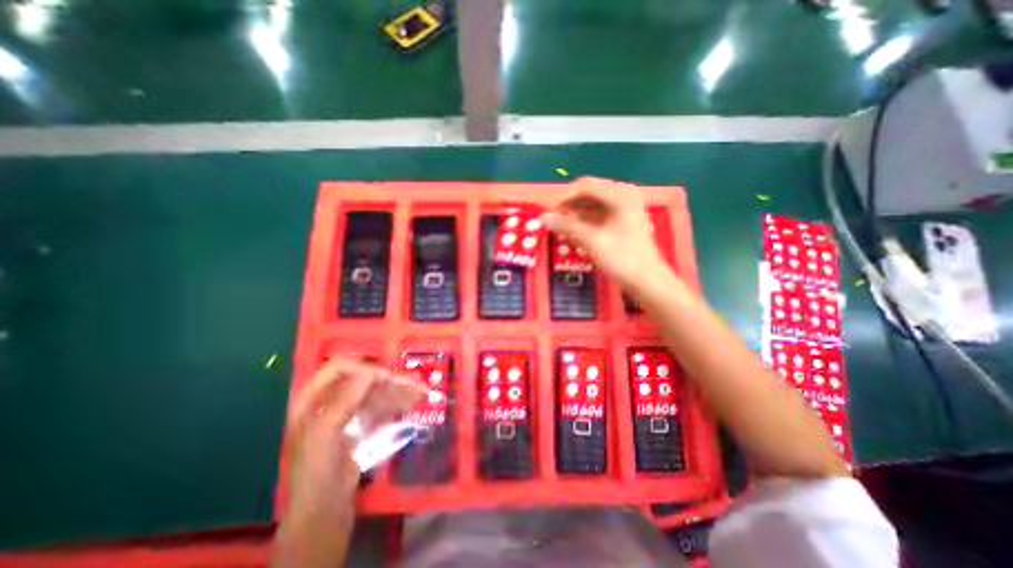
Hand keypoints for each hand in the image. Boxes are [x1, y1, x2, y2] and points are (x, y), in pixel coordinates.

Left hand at [281, 357, 417, 508]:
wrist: (322, 512)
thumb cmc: (317, 470)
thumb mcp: (327, 432)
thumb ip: (346, 399)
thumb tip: (372, 371)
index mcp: (312, 399)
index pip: (337, 368)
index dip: (361, 367)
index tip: (385, 377)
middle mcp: (328, 402)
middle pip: (361, 380)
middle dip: (387, 380)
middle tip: (413, 383)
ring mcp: (345, 414)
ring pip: (373, 394)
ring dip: (395, 391)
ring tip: (420, 392)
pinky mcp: (358, 426)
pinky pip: (377, 408)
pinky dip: (394, 404)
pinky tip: (410, 403)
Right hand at [546, 178, 671, 292]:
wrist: (648, 281)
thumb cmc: (622, 259)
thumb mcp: (591, 241)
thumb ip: (566, 226)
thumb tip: (542, 217)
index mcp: (620, 195)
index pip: (585, 186)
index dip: (564, 198)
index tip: (550, 214)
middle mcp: (624, 195)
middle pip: (589, 194)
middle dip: (570, 207)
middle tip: (554, 222)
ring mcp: (625, 208)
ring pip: (593, 205)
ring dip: (576, 215)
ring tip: (562, 229)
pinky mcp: (624, 221)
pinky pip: (600, 215)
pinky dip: (586, 222)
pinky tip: (575, 233)